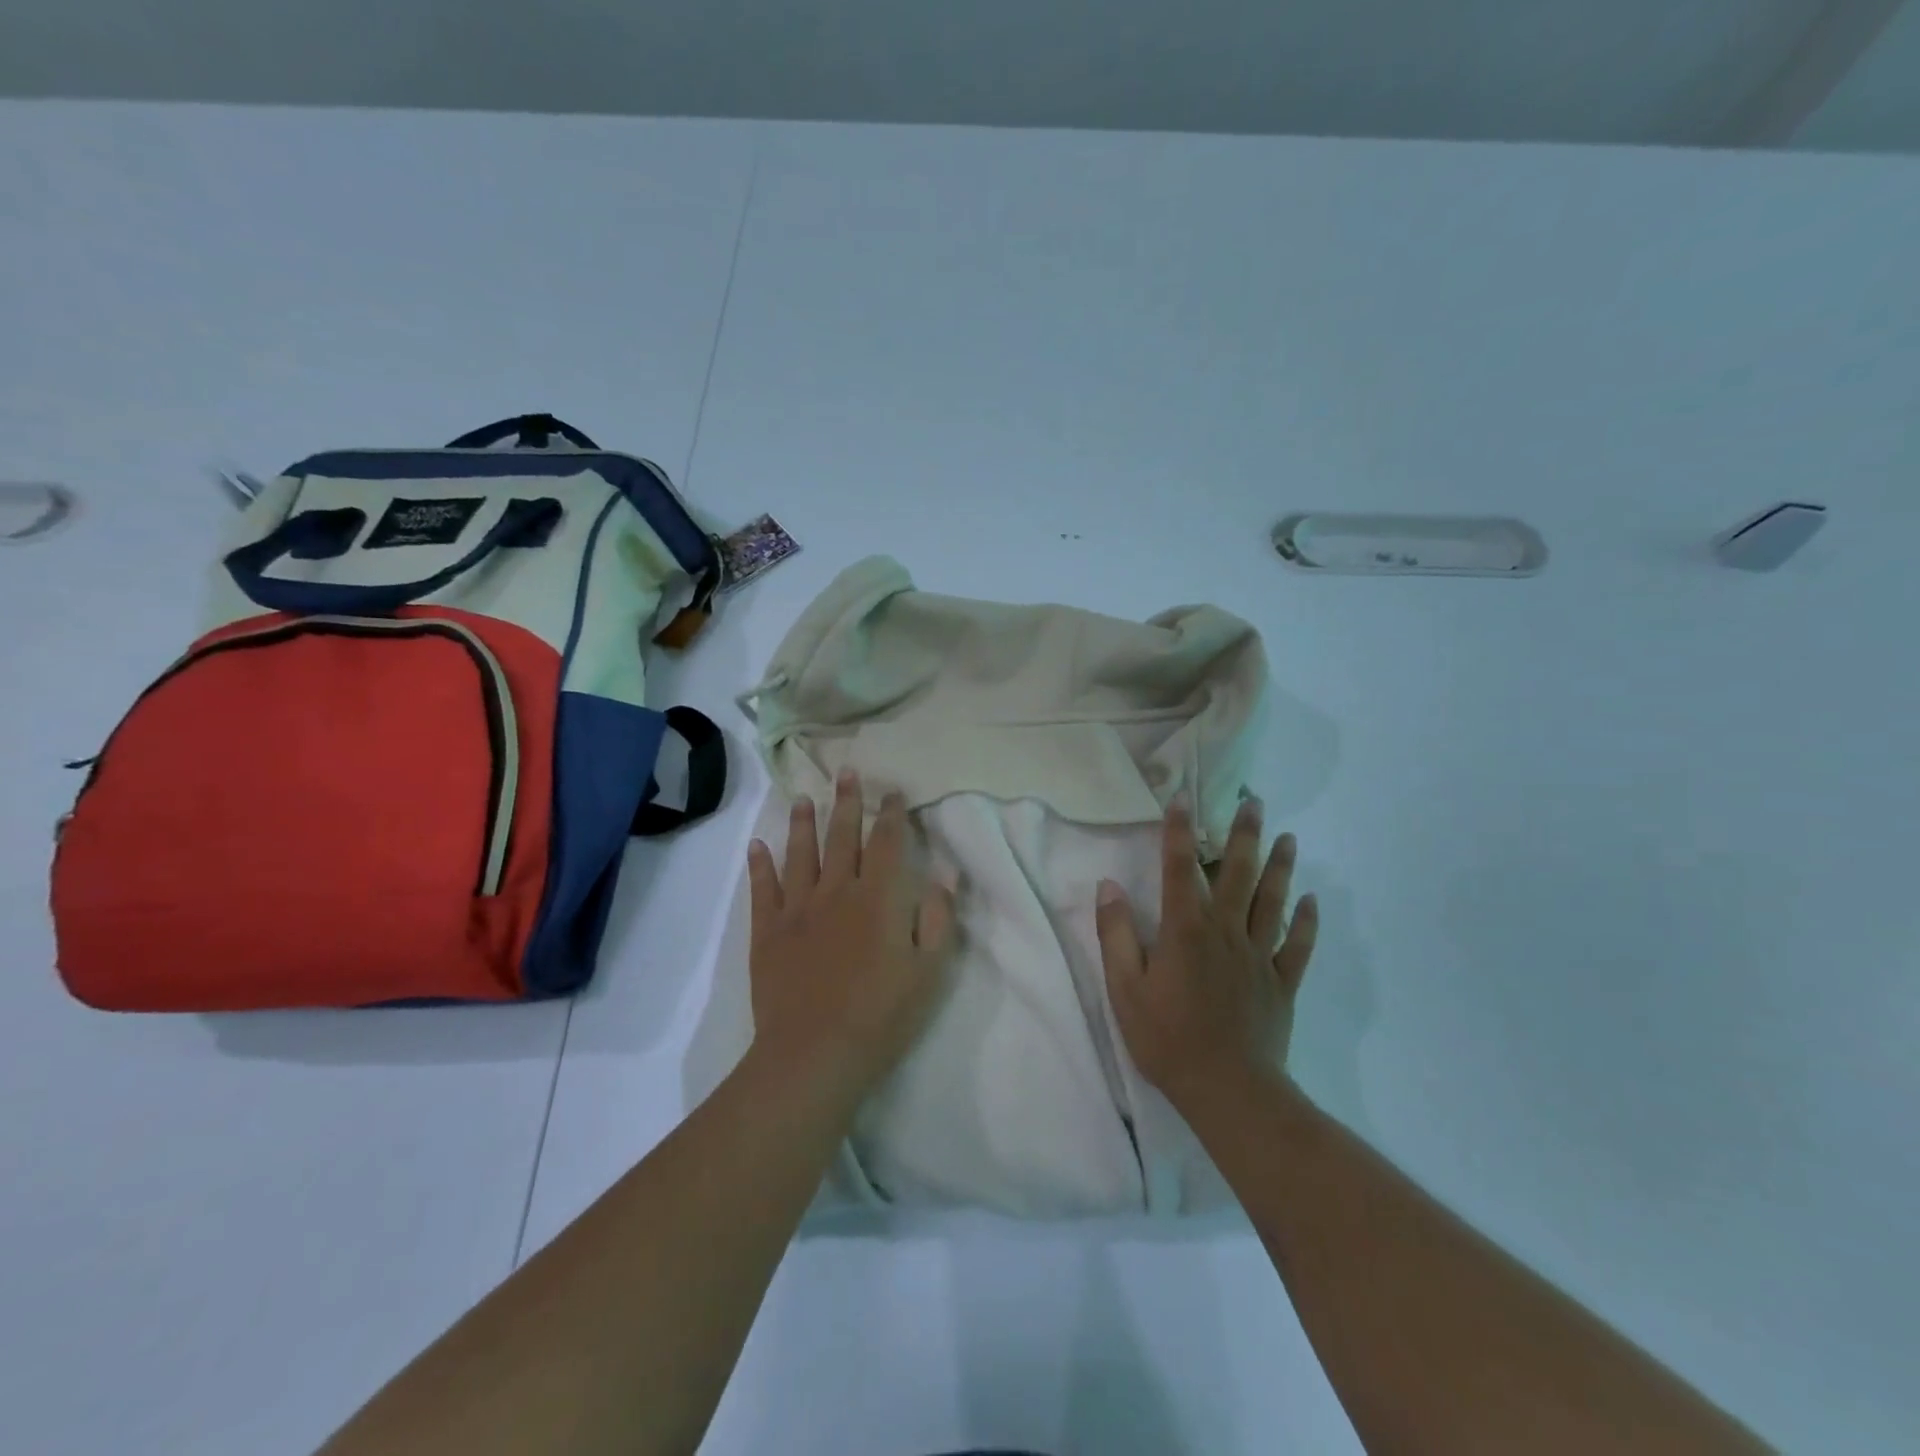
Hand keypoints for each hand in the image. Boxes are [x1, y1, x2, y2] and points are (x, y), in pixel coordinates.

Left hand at [745, 770, 956, 1105]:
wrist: (814, 1053)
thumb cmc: (881, 1015)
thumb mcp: (928, 971)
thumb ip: (938, 919)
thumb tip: (944, 875)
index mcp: (879, 898)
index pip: (888, 843)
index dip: (892, 814)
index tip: (892, 792)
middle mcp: (837, 891)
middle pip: (843, 837)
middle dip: (847, 803)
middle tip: (846, 773)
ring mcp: (798, 909)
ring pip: (801, 854)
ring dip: (802, 824)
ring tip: (802, 799)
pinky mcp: (768, 931)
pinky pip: (763, 889)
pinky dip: (759, 865)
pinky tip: (756, 846)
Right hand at [1095, 797, 1317, 1111]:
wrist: (1228, 1090)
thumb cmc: (1167, 1037)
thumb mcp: (1124, 988)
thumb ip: (1115, 934)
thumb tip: (1109, 886)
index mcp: (1184, 930)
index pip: (1178, 868)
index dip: (1179, 831)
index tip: (1182, 798)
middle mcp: (1225, 931)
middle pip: (1237, 873)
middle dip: (1244, 834)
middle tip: (1255, 802)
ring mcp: (1258, 956)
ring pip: (1272, 901)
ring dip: (1280, 867)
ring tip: (1289, 837)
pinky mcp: (1281, 982)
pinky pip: (1297, 945)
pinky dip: (1306, 921)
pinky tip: (1312, 900)